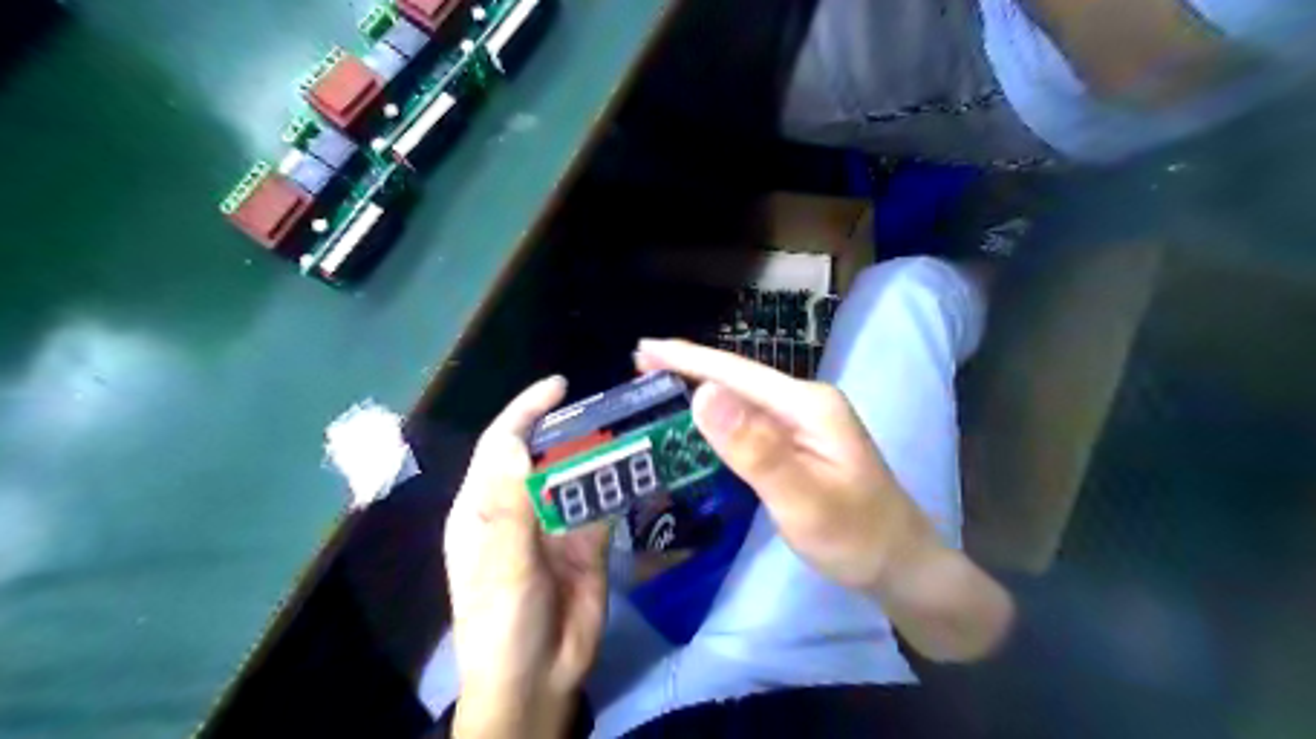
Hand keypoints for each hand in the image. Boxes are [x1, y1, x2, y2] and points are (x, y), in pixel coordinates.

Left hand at [442, 378, 604, 735]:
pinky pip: (604, 503)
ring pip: (578, 474)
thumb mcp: (501, 566)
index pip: (502, 444)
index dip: (527, 411)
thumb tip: (517, 444)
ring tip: (631, 426)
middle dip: (570, 426)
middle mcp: (520, 505)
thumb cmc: (501, 623)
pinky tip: (640, 467)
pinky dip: (620, 484)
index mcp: (485, 506)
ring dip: (601, 452)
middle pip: (544, 453)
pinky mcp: (589, 540)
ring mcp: (556, 522)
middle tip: (609, 405)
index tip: (559, 386)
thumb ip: (510, 508)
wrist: (538, 680)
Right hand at [637, 339, 1014, 661]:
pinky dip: (719, 414)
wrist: (903, 566)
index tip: (644, 348)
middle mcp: (806, 403)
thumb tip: (702, 393)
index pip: (737, 373)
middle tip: (640, 363)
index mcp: (808, 405)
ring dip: (701, 388)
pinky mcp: (800, 443)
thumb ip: (755, 449)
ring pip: (743, 399)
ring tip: (659, 382)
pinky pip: (751, 420)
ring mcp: (805, 423)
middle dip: (689, 368)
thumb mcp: (803, 499)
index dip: (688, 359)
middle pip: (738, 379)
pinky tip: (702, 416)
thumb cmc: (856, 537)